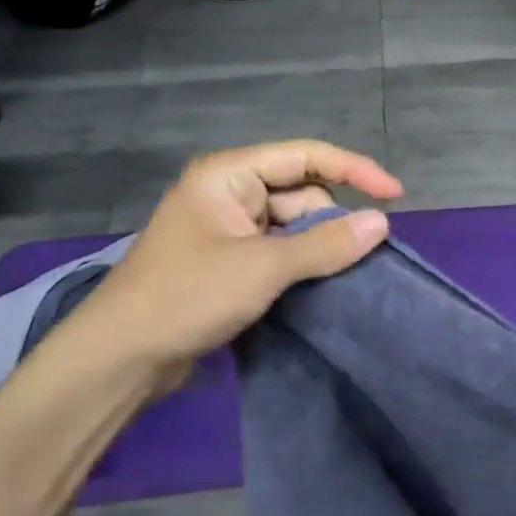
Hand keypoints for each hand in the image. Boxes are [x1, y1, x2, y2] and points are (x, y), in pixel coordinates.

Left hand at [68, 140, 403, 373]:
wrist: (120, 359)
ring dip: (319, 246)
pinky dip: (302, 264)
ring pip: (293, 226)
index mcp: (228, 176)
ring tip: (345, 274)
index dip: (355, 170)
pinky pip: (279, 251)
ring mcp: (227, 230)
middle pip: (301, 192)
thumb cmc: (188, 297)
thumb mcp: (264, 267)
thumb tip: (381, 223)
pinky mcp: (227, 263)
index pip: (306, 156)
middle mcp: (228, 194)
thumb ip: (326, 243)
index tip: (395, 196)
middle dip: (333, 218)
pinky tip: (322, 284)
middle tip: (362, 254)